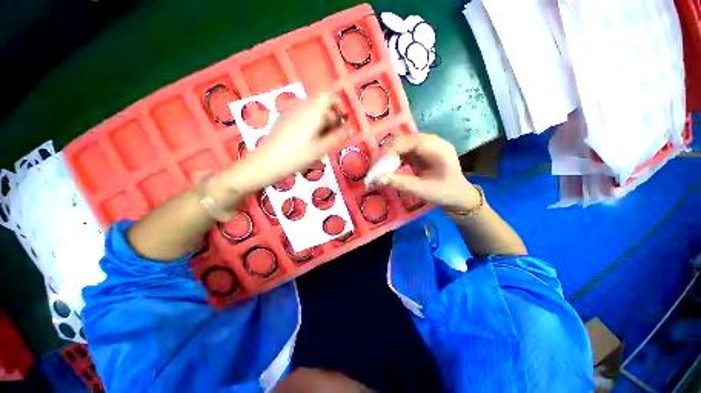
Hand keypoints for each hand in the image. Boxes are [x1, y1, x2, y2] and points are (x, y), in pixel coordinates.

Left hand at [225, 93, 346, 192]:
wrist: (266, 163)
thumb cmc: (296, 156)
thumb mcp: (320, 149)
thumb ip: (336, 138)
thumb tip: (347, 130)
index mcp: (311, 111)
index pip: (327, 96)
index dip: (338, 105)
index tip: (342, 120)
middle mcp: (300, 107)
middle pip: (320, 104)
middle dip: (331, 117)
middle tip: (334, 135)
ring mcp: (289, 113)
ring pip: (311, 112)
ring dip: (321, 122)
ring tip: (322, 140)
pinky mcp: (283, 121)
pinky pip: (301, 117)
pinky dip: (310, 125)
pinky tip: (308, 141)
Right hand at [379, 133, 480, 210]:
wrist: (459, 195)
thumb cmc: (445, 193)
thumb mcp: (424, 190)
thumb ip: (401, 183)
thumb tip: (378, 179)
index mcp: (437, 148)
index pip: (408, 141)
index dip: (389, 152)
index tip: (376, 167)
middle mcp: (431, 141)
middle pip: (402, 139)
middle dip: (385, 153)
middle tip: (375, 169)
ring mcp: (425, 144)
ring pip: (400, 142)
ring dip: (387, 154)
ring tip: (379, 169)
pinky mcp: (420, 150)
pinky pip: (402, 149)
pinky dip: (393, 157)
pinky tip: (388, 167)